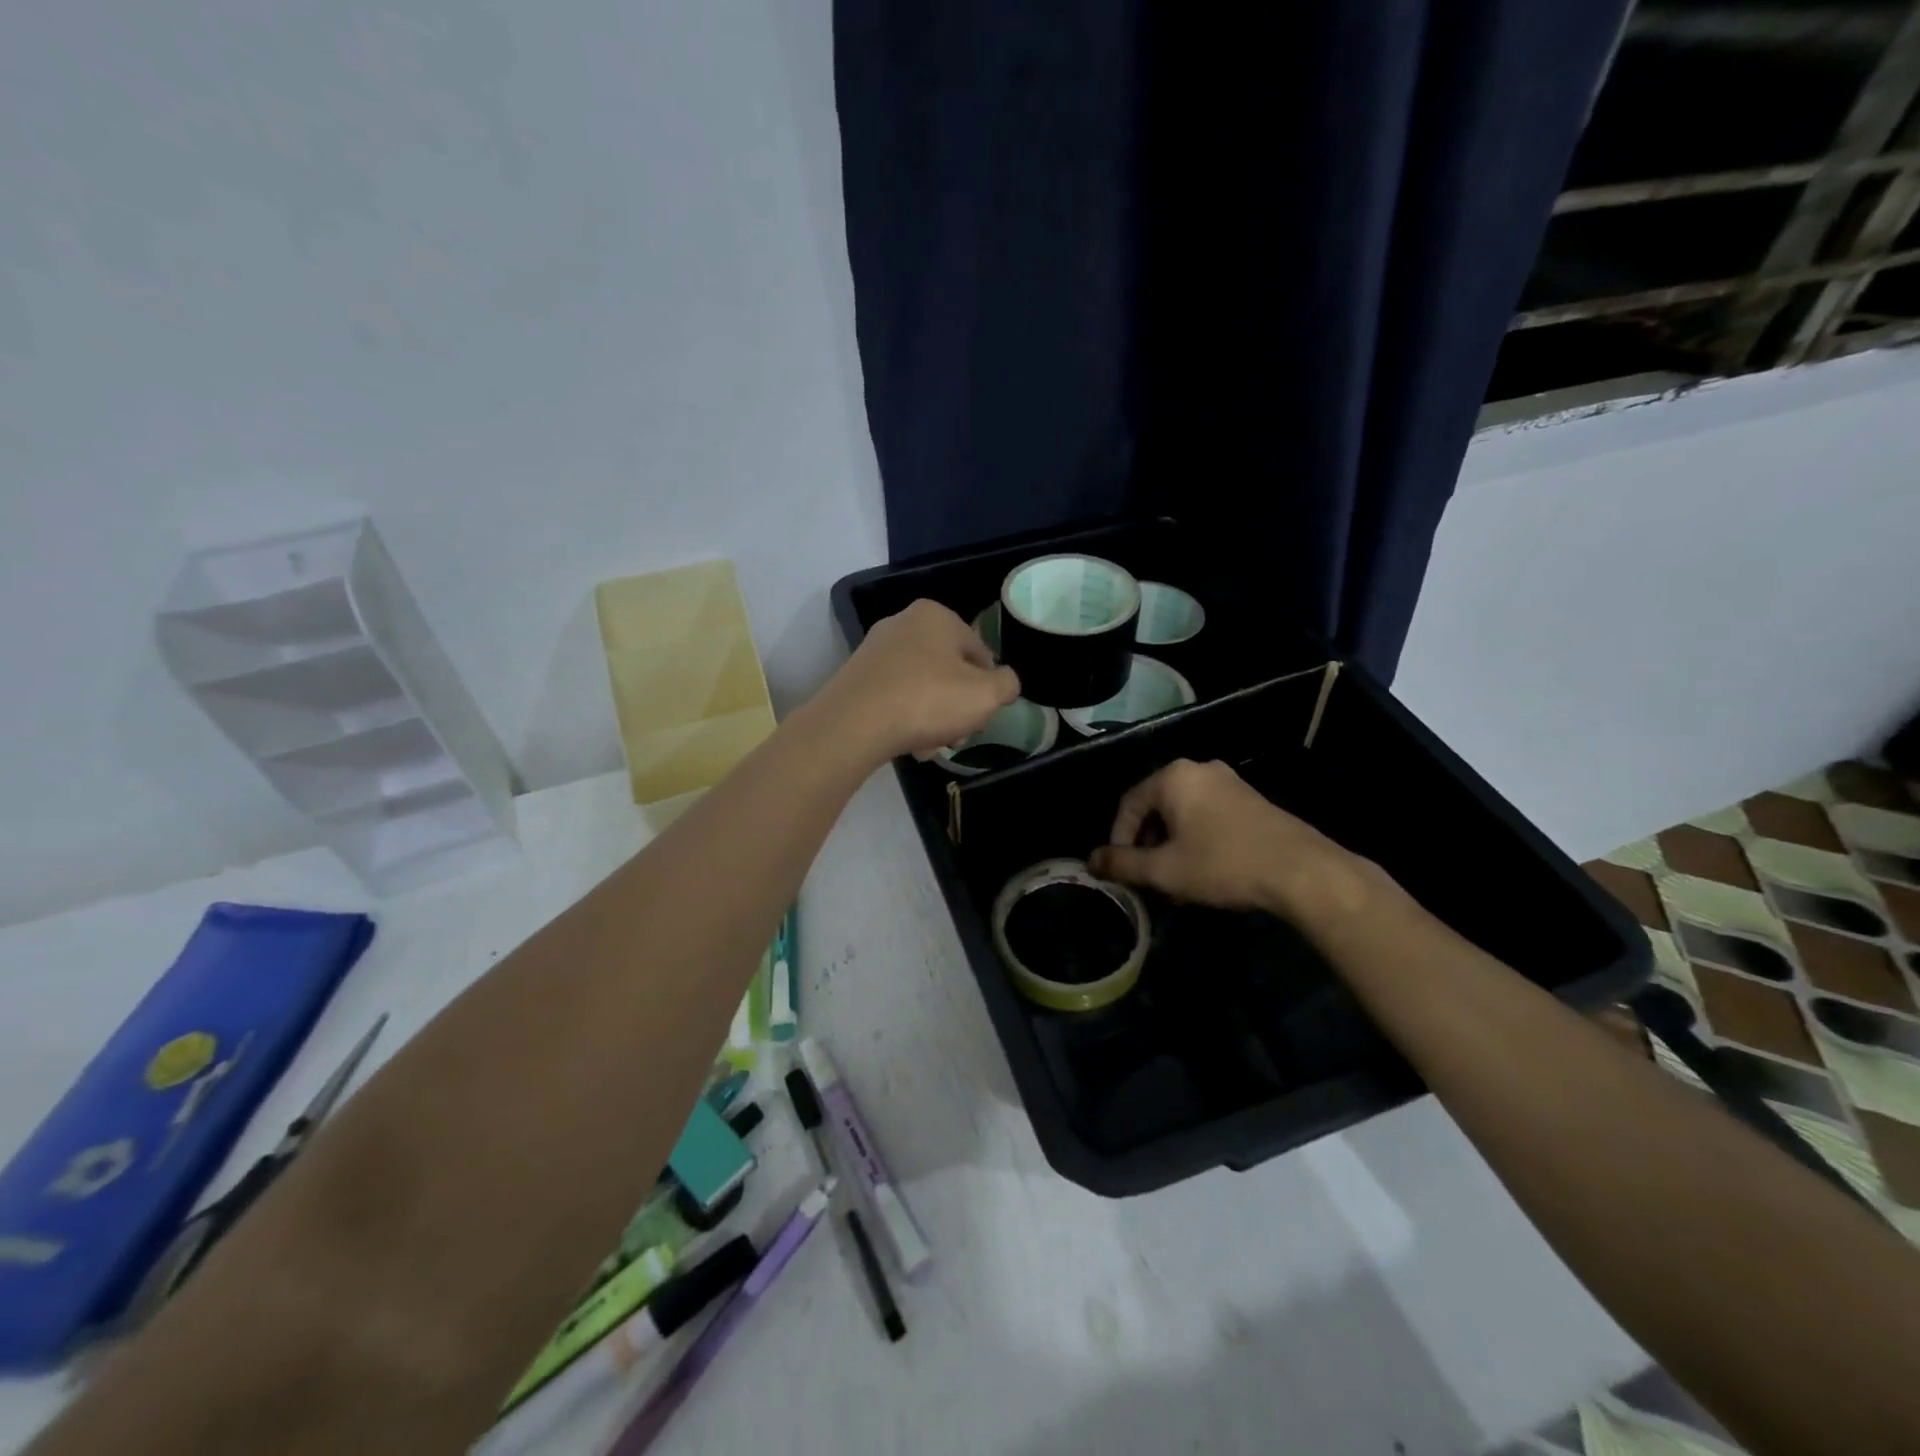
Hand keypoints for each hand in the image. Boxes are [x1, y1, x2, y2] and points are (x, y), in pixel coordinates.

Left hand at [818, 599, 1020, 762]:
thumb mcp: (986, 695)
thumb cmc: (928, 700)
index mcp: (937, 616)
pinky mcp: (856, 677)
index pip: (980, 653)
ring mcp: (876, 650)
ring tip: (929, 747)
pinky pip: (895, 697)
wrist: (853, 724)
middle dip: (957, 708)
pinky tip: (907, 744)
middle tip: (956, 737)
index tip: (981, 717)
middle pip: (949, 671)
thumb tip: (1004, 683)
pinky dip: (905, 719)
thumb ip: (1007, 685)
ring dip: (933, 719)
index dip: (988, 689)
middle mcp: (903, 624)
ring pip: (922, 688)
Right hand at [1089, 759, 1387, 926]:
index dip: (1118, 840)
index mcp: (1173, 777)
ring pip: (1183, 814)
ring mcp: (1229, 783)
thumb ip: (1123, 864)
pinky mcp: (1251, 801)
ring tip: (1174, 882)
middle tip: (1148, 878)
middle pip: (1156, 808)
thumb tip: (1091, 861)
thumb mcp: (1165, 870)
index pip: (1128, 804)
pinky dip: (1196, 841)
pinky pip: (1208, 816)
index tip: (1122, 871)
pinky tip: (1204, 872)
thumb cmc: (1223, 864)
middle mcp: (1199, 770)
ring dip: (1171, 847)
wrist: (1301, 871)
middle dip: (1147, 846)